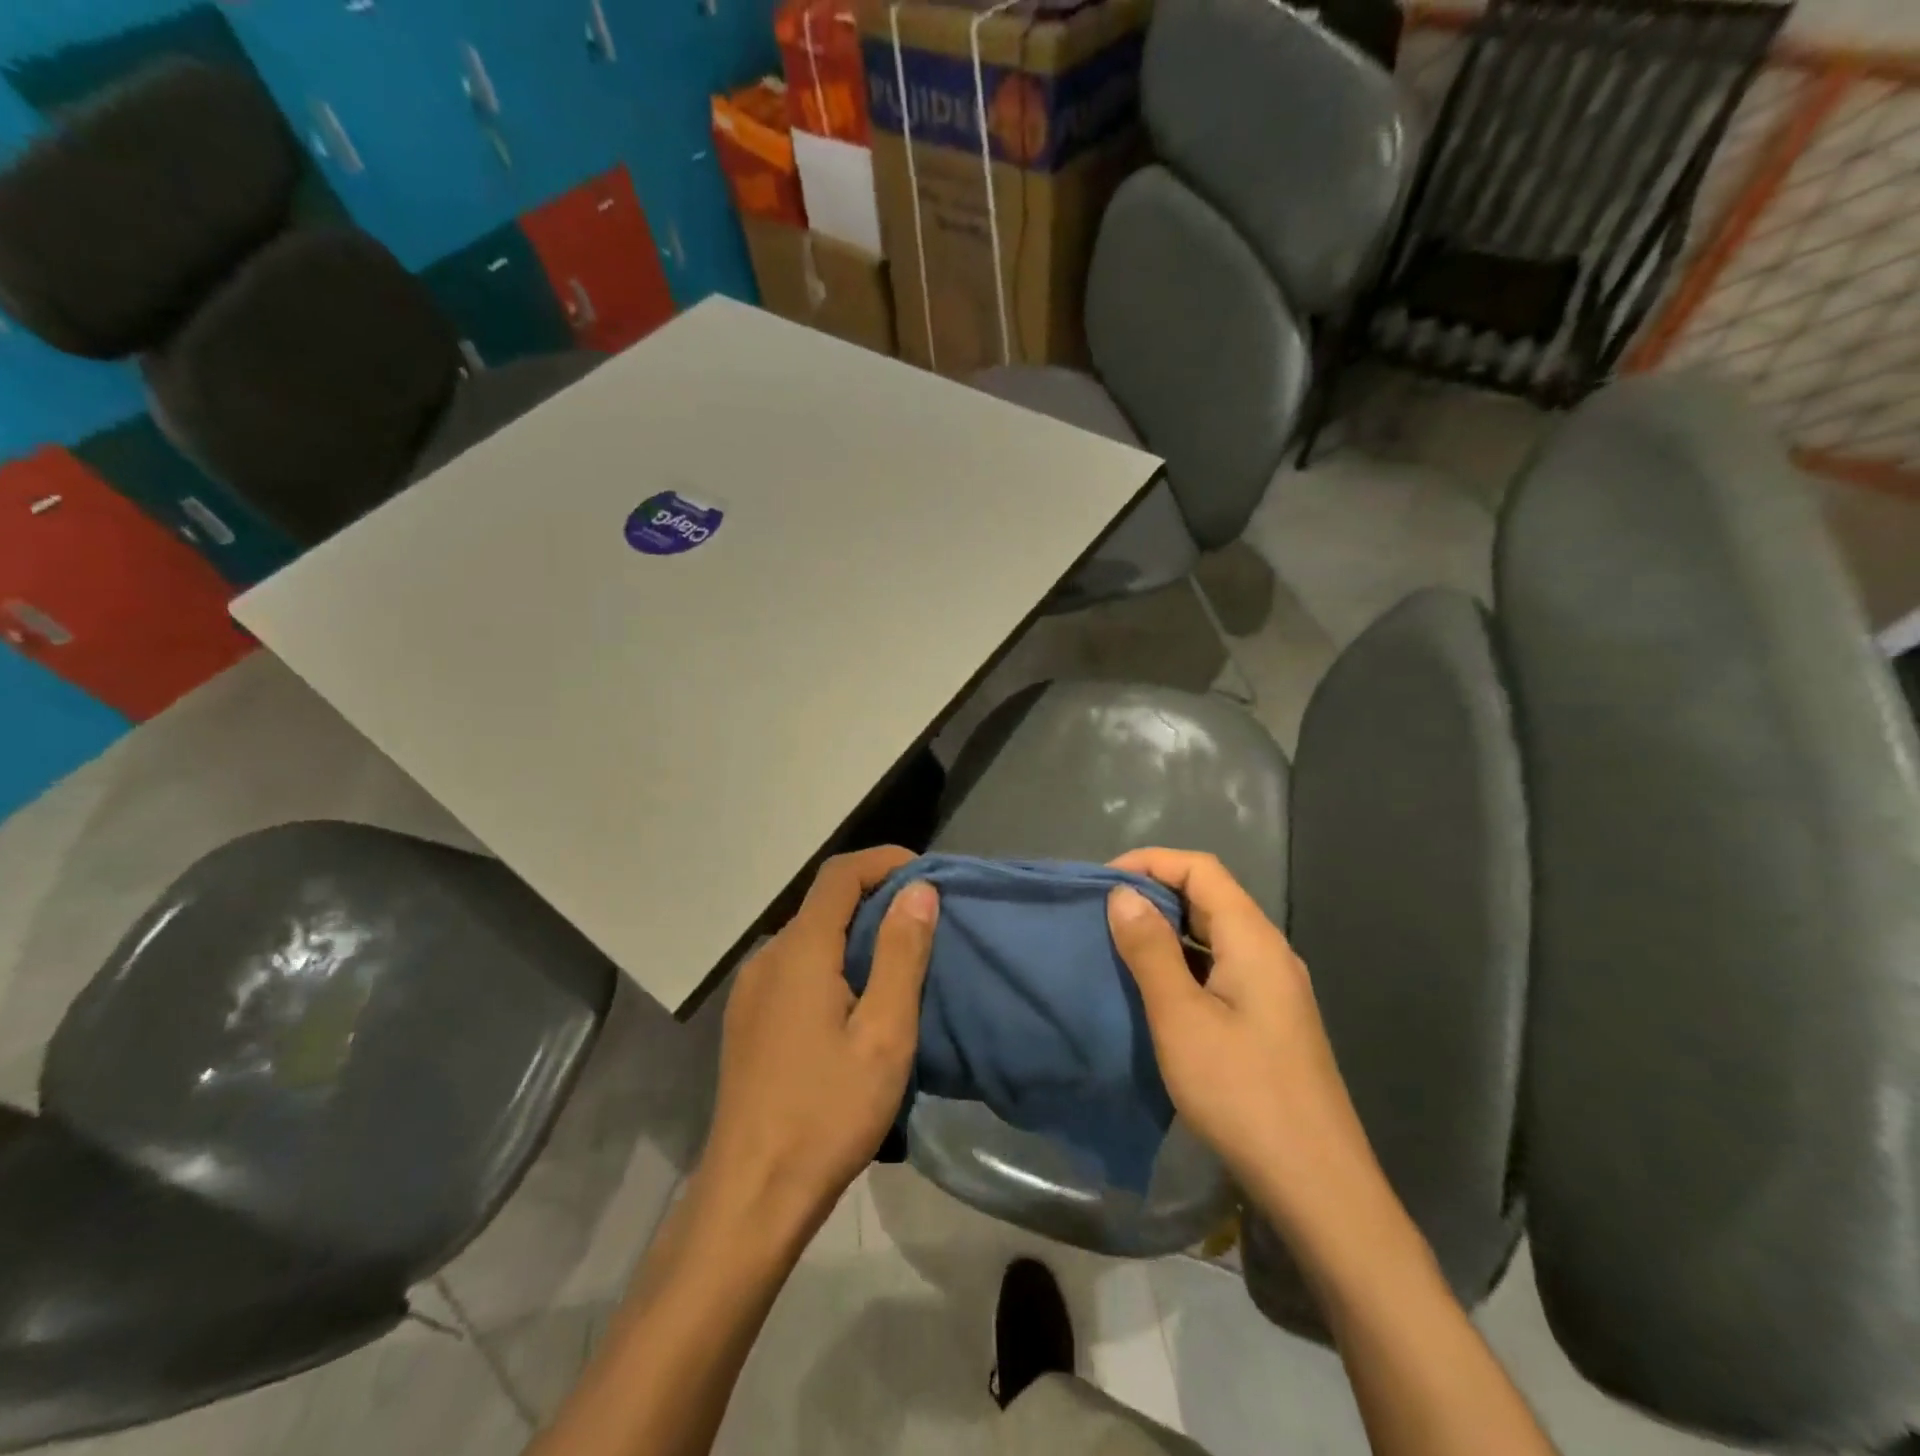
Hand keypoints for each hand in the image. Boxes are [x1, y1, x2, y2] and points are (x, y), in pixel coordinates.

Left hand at [698, 846, 938, 1238]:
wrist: (751, 1195)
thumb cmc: (827, 1113)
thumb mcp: (883, 1034)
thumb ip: (901, 954)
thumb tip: (918, 890)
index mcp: (800, 951)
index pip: (841, 874)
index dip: (885, 862)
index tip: (927, 878)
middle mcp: (768, 957)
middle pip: (825, 903)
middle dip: (877, 899)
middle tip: (925, 927)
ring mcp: (751, 990)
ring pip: (810, 937)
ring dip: (855, 934)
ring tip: (897, 966)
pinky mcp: (748, 1020)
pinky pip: (796, 968)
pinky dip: (832, 962)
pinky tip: (854, 1005)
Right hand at [1106, 849, 1381, 1241]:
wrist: (1317, 1185)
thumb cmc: (1242, 1093)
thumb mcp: (1181, 1017)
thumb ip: (1151, 950)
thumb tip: (1123, 894)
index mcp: (1253, 940)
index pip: (1201, 869)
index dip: (1150, 862)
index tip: (1102, 881)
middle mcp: (1269, 952)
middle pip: (1210, 897)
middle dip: (1155, 893)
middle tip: (1102, 912)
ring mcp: (1274, 988)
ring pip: (1214, 934)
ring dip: (1168, 929)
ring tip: (1118, 944)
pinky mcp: (1270, 1019)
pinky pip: (1220, 967)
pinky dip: (1183, 962)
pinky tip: (1154, 988)